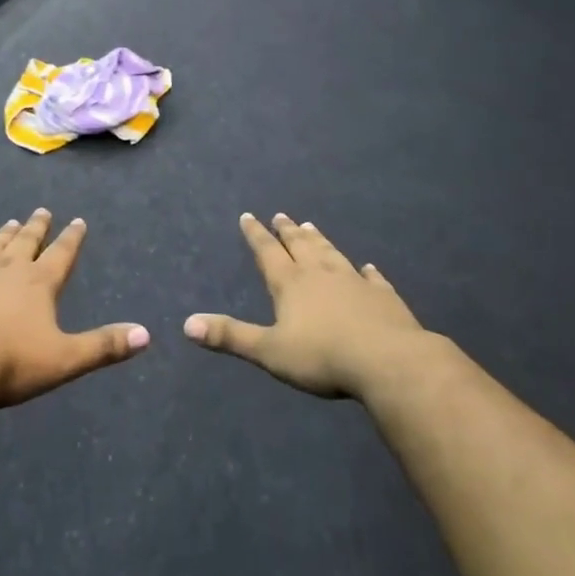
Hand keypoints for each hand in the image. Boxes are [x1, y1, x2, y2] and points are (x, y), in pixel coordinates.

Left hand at [0, 210, 148, 408]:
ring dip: (3, 235)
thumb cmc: (9, 364)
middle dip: (37, 227)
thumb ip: (103, 346)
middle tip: (42, 211)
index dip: (72, 238)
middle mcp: (6, 269)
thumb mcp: (64, 359)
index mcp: (38, 283)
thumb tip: (146, 334)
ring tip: (10, 223)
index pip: (61, 254)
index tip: (78, 220)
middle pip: (26, 242)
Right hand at [184, 213, 431, 399]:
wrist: (387, 361)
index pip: (268, 252)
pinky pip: (372, 278)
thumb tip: (187, 324)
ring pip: (331, 254)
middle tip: (281, 215)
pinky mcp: (382, 297)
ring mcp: (354, 282)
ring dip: (319, 240)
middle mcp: (320, 274)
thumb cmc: (322, 357)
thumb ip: (231, 336)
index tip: (249, 215)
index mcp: (291, 284)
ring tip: (311, 226)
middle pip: (300, 246)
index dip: (256, 234)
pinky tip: (368, 267)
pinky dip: (367, 271)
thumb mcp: (269, 351)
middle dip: (287, 231)